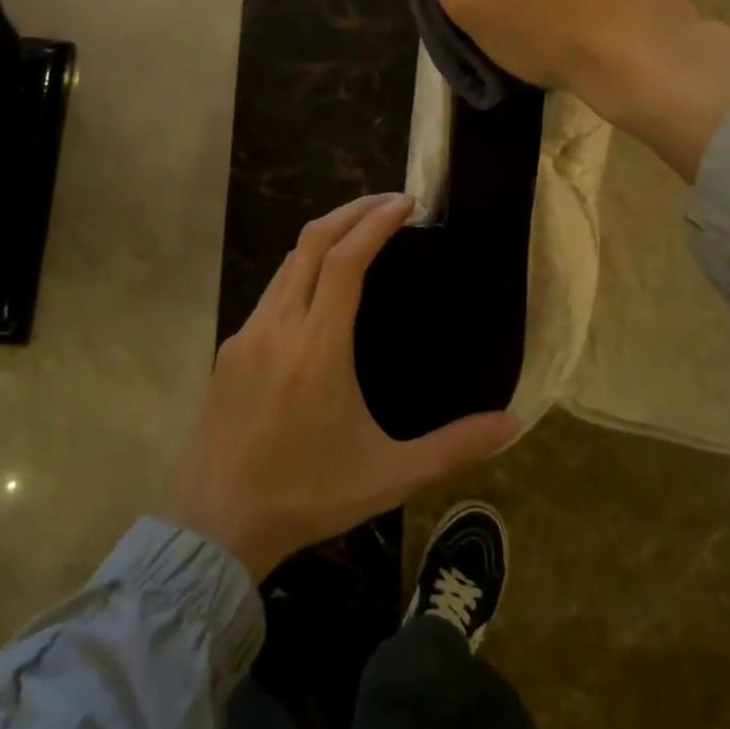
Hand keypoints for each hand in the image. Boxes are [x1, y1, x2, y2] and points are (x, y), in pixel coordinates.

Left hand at [167, 193, 520, 582]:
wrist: (216, 525)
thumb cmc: (308, 495)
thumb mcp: (390, 474)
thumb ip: (454, 446)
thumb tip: (513, 423)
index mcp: (318, 346)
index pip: (347, 259)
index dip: (377, 222)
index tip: (407, 202)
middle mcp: (278, 326)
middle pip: (312, 243)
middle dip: (352, 212)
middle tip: (389, 203)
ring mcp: (246, 336)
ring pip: (287, 266)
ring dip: (324, 240)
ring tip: (360, 237)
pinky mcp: (228, 352)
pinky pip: (269, 295)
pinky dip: (300, 273)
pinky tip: (318, 295)